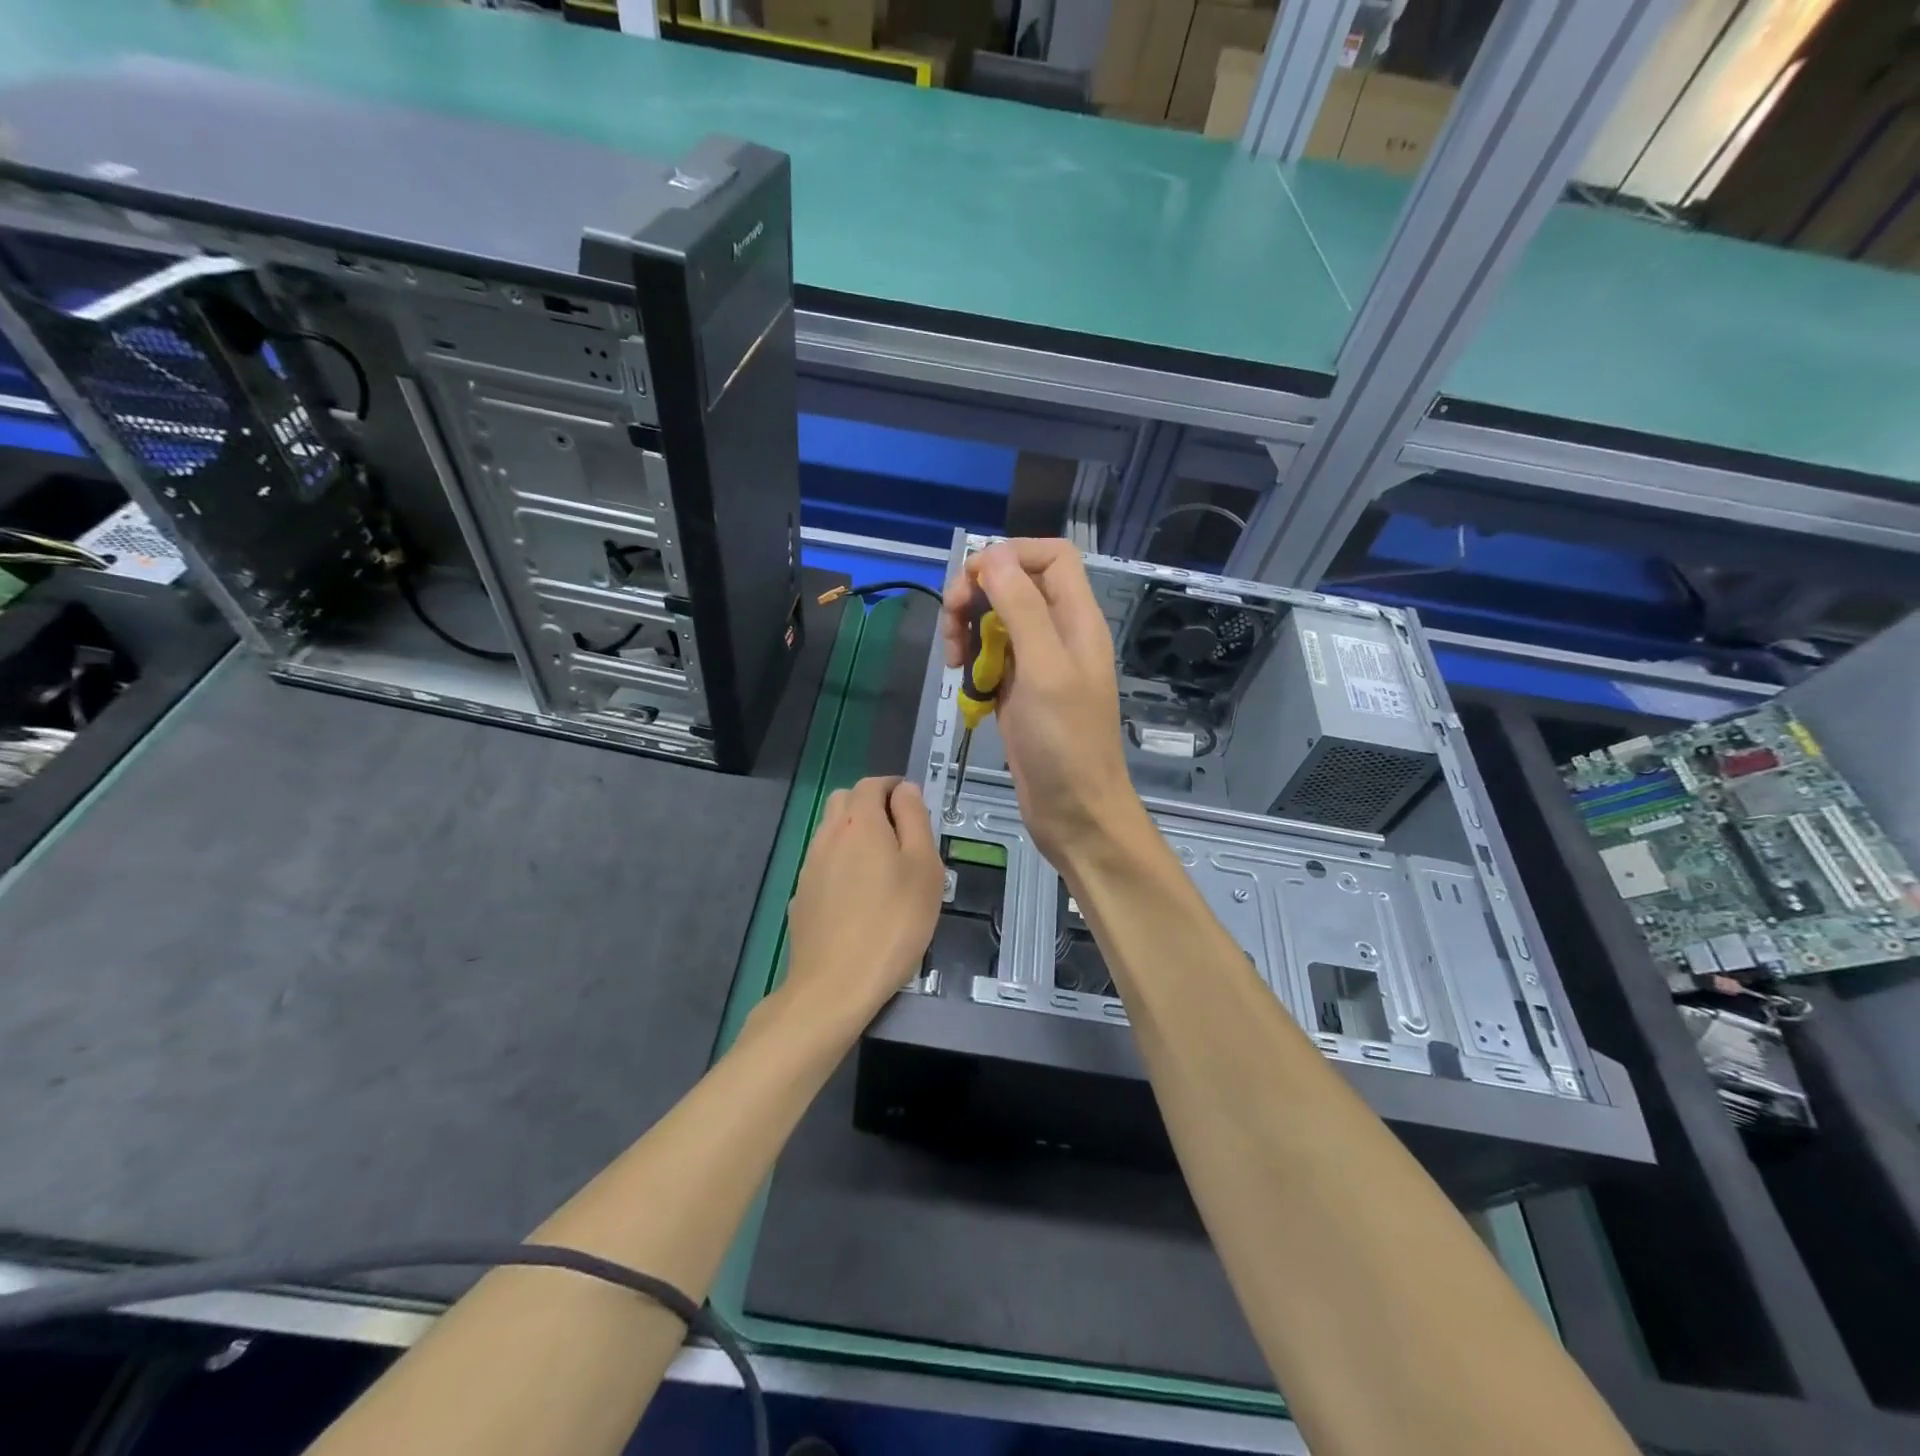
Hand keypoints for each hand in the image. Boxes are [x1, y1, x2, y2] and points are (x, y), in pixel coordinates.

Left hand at [784, 777, 943, 1031]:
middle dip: (871, 805)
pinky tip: (858, 895)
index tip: (913, 805)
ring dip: (854, 833)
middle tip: (900, 832)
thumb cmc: (894, 923)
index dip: (894, 788)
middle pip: (845, 801)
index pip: (872, 785)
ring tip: (882, 865)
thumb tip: (905, 789)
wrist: (835, 984)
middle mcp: (828, 835)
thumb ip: (915, 820)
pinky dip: (841, 862)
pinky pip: (823, 863)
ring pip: (831, 831)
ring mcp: (810, 866)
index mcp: (860, 822)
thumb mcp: (924, 868)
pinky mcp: (802, 895)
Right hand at [942, 539, 1145, 871]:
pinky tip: (963, 682)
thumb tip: (992, 556)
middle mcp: (1059, 633)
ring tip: (954, 660)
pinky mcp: (1019, 691)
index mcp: (1077, 619)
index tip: (973, 582)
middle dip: (978, 593)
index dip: (1011, 554)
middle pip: (1016, 582)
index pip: (1051, 556)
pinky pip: (991, 657)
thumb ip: (1022, 608)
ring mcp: (1038, 663)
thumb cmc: (1064, 743)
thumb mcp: (1044, 669)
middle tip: (952, 625)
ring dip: (969, 628)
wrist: (1074, 811)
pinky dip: (972, 661)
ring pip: (997, 619)